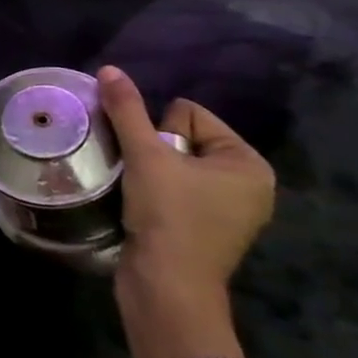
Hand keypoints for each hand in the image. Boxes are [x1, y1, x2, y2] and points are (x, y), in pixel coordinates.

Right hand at [97, 66, 274, 306]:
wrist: (167, 288)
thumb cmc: (169, 216)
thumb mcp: (145, 156)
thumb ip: (126, 110)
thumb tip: (109, 69)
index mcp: (248, 163)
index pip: (189, 114)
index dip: (159, 132)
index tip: (154, 164)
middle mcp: (248, 184)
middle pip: (182, 138)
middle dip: (154, 152)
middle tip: (146, 180)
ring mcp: (230, 210)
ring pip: (174, 165)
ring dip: (149, 172)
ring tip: (141, 194)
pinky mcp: (207, 229)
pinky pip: (176, 190)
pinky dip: (156, 193)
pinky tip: (145, 209)